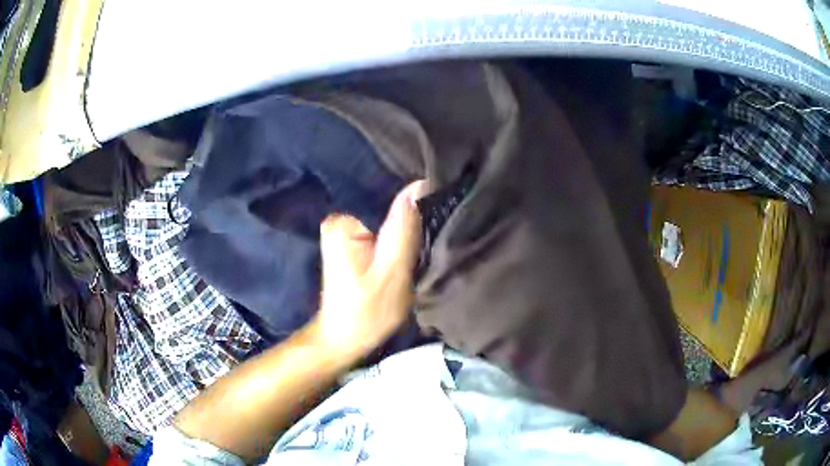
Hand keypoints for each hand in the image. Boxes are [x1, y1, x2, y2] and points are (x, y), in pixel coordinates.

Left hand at [312, 181, 424, 357]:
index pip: (389, 198)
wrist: (343, 339)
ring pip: (386, 221)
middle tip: (433, 233)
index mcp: (345, 223)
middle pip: (387, 209)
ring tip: (424, 239)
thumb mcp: (392, 273)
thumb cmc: (366, 313)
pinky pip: (381, 232)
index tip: (441, 210)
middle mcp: (340, 219)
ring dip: (405, 230)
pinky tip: (408, 247)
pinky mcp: (350, 243)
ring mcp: (344, 230)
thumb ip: (404, 230)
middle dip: (411, 218)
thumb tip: (419, 185)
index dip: (417, 204)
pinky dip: (396, 239)